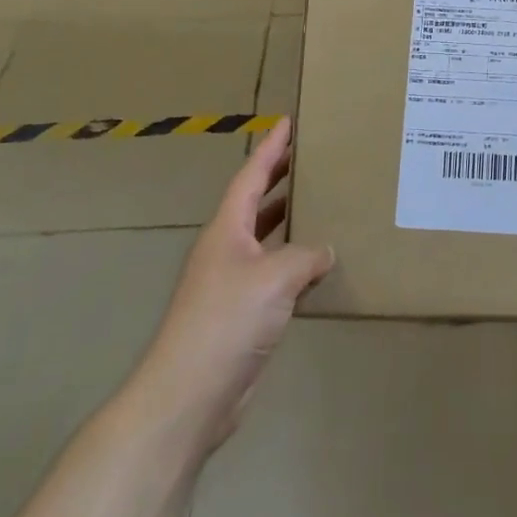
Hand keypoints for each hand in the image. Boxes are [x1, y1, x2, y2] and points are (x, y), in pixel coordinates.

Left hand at [135, 119, 332, 452]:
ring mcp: (232, 283)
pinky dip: (296, 262)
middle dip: (281, 177)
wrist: (190, 394)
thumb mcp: (274, 278)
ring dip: (289, 219)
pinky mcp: (243, 314)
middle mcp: (226, 249)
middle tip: (313, 157)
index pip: (251, 176)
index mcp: (226, 230)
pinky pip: (274, 273)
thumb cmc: (226, 322)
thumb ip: (306, 257)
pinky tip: (320, 265)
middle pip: (255, 202)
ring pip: (265, 238)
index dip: (271, 148)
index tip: (289, 121)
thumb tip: (326, 251)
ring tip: (323, 202)